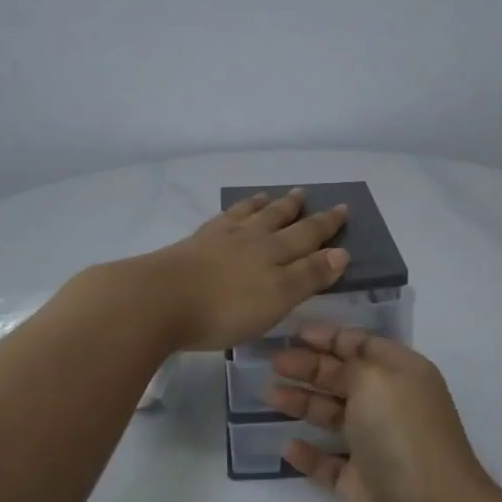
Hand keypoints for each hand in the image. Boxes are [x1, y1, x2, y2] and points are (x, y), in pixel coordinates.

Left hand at [131, 190, 348, 351]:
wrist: (159, 300)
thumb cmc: (225, 308)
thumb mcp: (277, 298)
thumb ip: (309, 275)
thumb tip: (341, 252)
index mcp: (274, 254)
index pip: (307, 236)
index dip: (326, 226)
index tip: (342, 209)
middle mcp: (250, 239)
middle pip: (278, 220)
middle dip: (296, 209)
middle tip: (305, 193)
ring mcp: (218, 239)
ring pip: (247, 215)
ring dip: (262, 205)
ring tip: (268, 195)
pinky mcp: (192, 245)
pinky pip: (219, 220)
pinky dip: (231, 212)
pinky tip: (228, 214)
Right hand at [269, 326, 495, 501]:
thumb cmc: (401, 434)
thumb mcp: (374, 380)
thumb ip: (349, 365)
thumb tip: (337, 368)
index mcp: (403, 374)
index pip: (363, 345)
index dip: (329, 337)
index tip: (293, 334)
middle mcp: (392, 406)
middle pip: (345, 379)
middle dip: (310, 368)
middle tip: (273, 364)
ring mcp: (379, 449)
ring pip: (335, 419)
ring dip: (304, 404)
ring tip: (269, 395)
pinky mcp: (365, 487)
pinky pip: (332, 464)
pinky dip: (311, 455)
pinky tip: (288, 447)